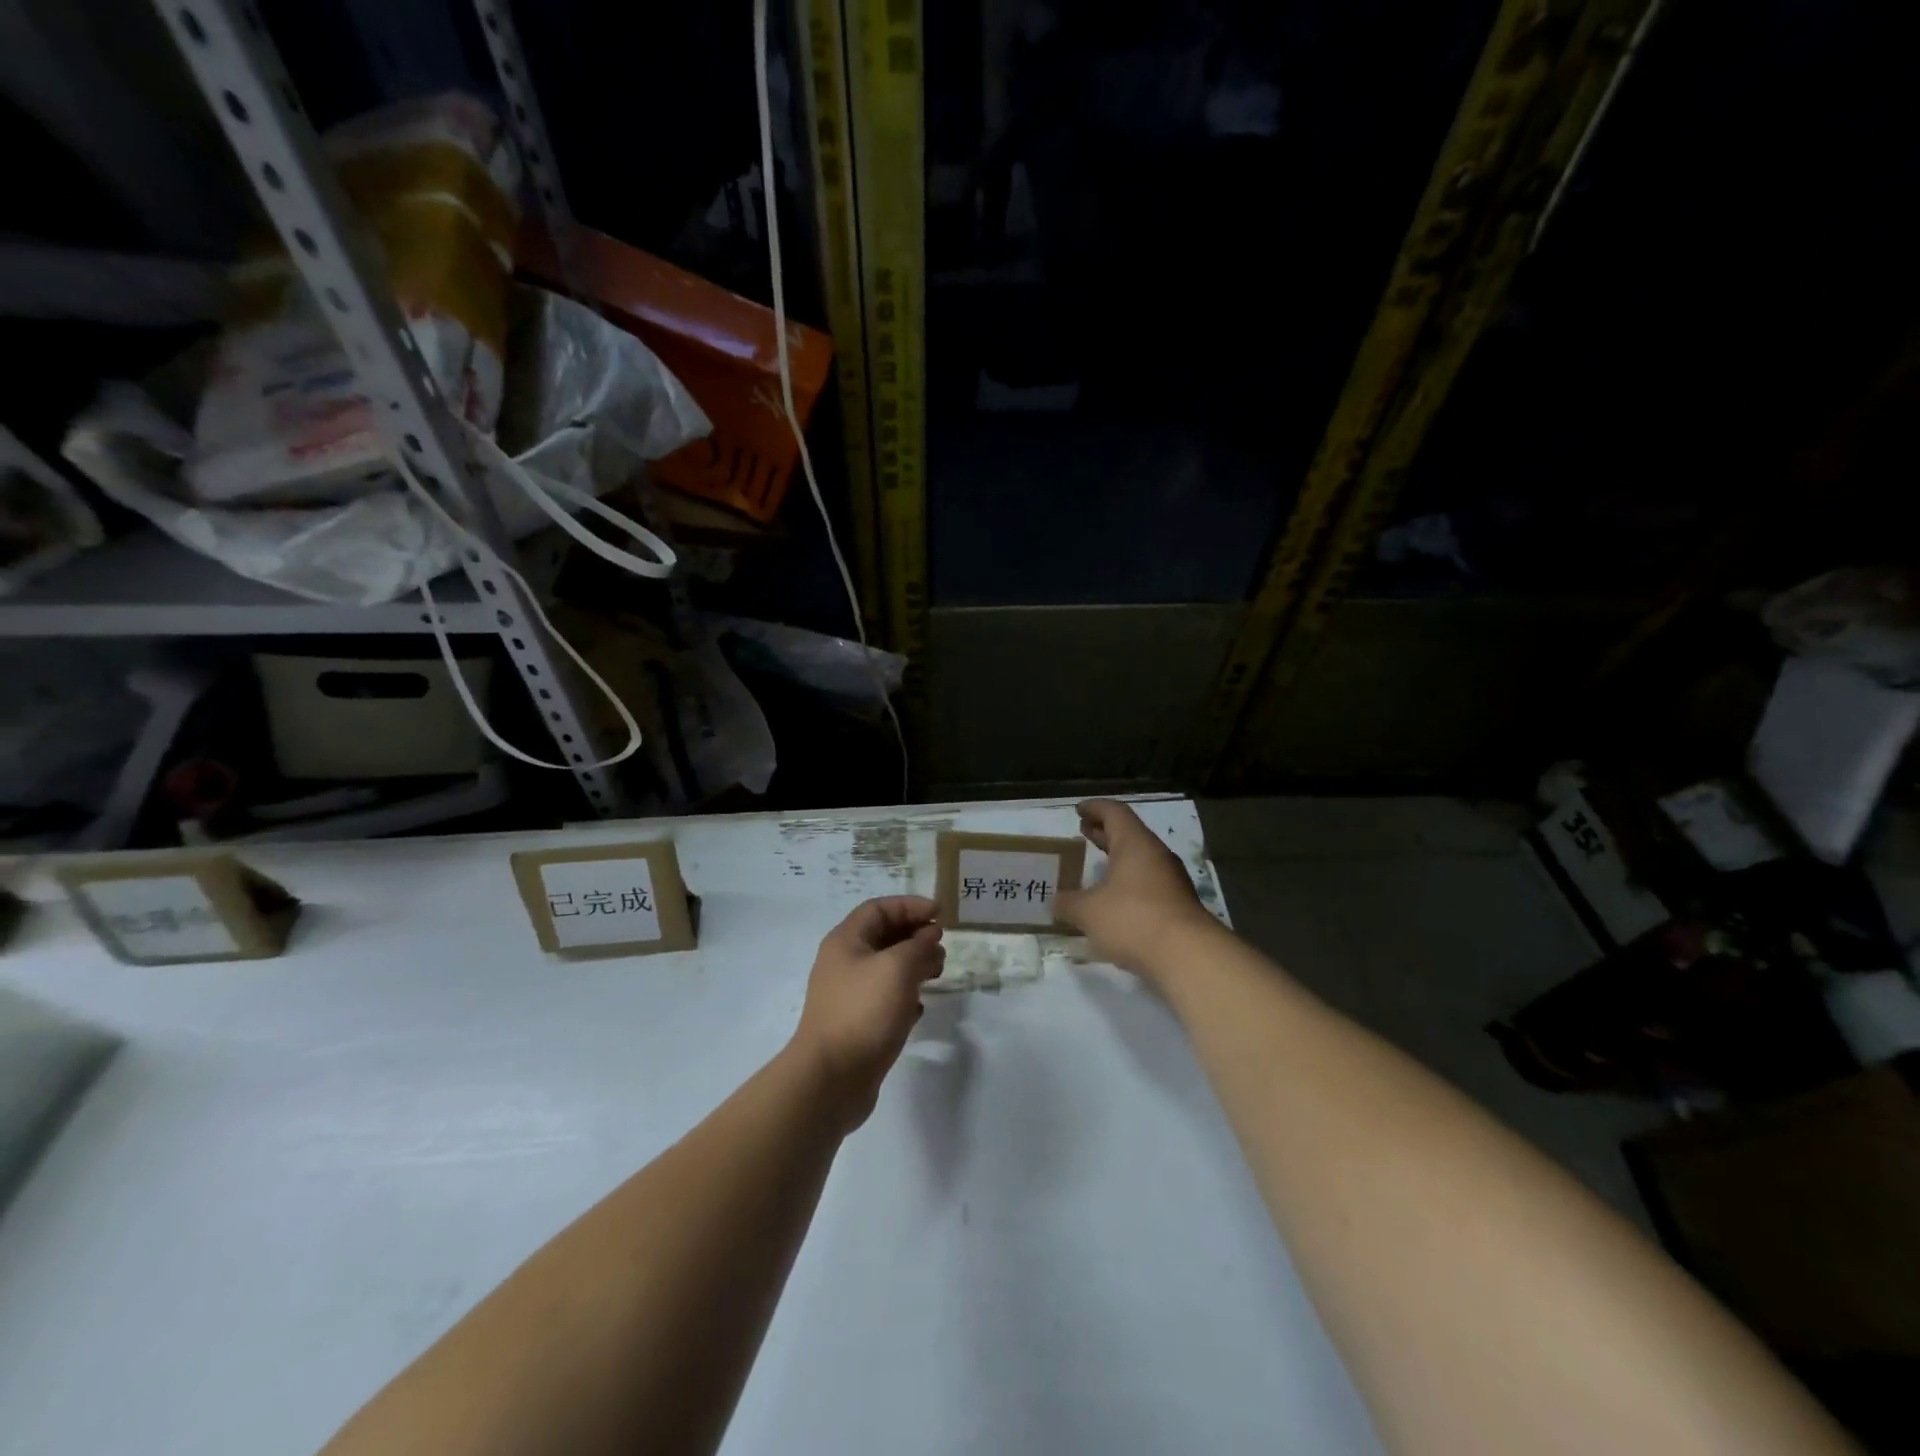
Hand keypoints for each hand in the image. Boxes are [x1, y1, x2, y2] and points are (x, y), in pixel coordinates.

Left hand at [791, 896, 944, 1129]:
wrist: (831, 1078)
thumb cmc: (863, 1011)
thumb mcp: (897, 968)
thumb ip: (918, 945)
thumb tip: (929, 935)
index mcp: (846, 941)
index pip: (880, 908)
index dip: (911, 906)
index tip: (941, 914)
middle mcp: (845, 963)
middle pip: (884, 936)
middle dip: (916, 936)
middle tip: (942, 946)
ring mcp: (850, 995)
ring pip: (888, 968)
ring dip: (915, 965)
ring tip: (938, 973)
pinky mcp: (858, 1023)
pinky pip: (885, 998)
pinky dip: (905, 996)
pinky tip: (919, 1007)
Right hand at [1056, 800, 1216, 987]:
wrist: (1188, 957)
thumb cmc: (1133, 919)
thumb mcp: (1088, 911)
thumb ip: (1068, 903)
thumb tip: (1056, 901)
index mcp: (1135, 843)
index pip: (1114, 812)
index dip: (1095, 808)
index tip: (1079, 810)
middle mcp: (1156, 855)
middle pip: (1129, 833)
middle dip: (1105, 832)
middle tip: (1084, 832)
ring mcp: (1171, 881)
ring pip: (1141, 860)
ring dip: (1118, 859)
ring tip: (1097, 867)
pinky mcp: (1178, 906)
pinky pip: (1149, 883)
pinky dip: (1129, 883)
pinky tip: (1115, 901)